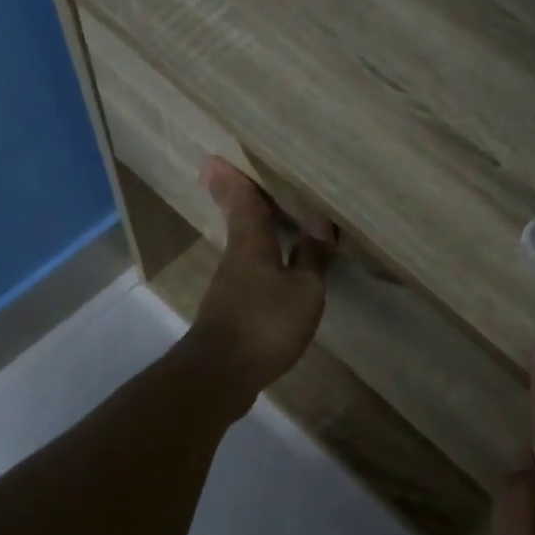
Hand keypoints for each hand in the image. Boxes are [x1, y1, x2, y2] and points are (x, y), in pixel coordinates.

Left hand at [186, 157, 336, 411]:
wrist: (221, 375)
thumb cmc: (265, 323)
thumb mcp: (303, 291)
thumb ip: (311, 257)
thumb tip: (318, 222)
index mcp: (250, 245)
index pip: (242, 203)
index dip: (234, 180)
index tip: (215, 158)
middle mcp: (235, 260)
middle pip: (239, 224)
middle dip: (241, 202)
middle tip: (241, 180)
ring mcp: (229, 289)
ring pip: (244, 251)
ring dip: (254, 235)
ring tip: (273, 223)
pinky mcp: (231, 315)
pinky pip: (250, 278)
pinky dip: (262, 266)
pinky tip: (276, 274)